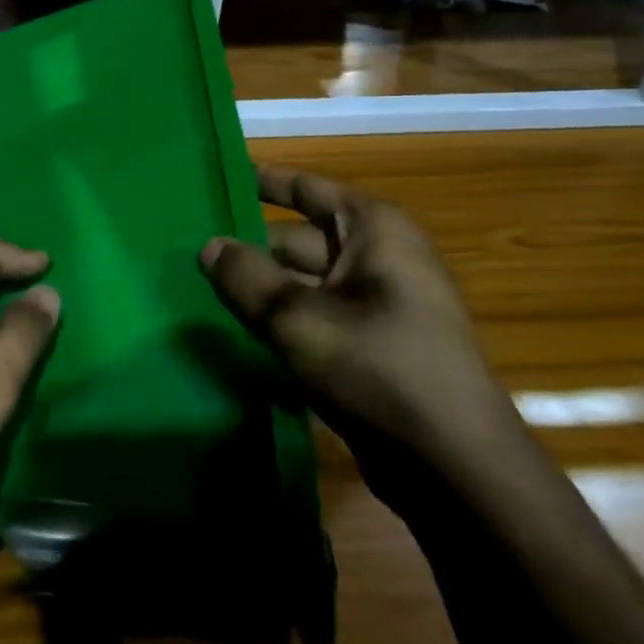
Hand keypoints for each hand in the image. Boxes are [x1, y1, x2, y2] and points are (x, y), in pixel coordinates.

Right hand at [199, 166, 524, 508]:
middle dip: (250, 244)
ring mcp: (380, 305)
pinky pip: (316, 317)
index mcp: (374, 231)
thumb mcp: (297, 318)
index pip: (308, 188)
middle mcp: (380, 258)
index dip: (263, 182)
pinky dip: (282, 319)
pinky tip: (239, 330)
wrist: (453, 466)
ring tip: (202, 288)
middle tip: (190, 248)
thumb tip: (208, 246)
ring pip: (305, 282)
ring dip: (261, 286)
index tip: (217, 177)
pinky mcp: (373, 347)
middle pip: (299, 238)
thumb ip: (246, 277)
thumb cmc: (378, 369)